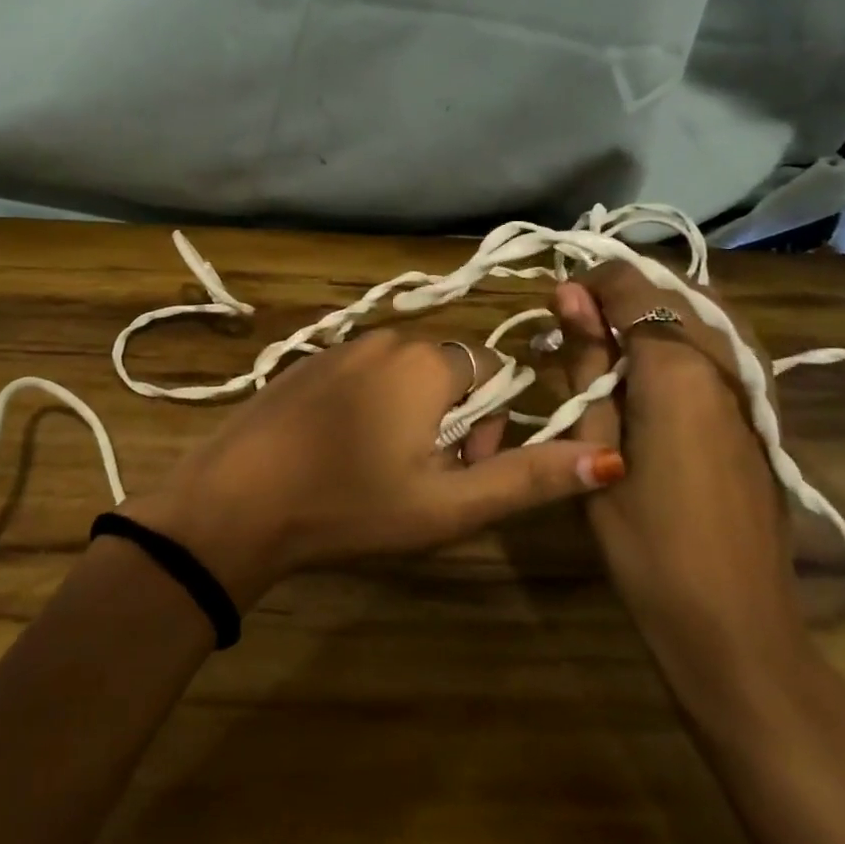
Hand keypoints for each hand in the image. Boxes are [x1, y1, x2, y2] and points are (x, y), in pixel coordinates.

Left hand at [123, 329, 623, 607]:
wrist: (237, 499)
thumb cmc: (351, 504)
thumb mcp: (448, 505)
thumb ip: (528, 479)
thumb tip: (607, 457)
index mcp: (428, 361)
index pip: (493, 374)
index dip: (491, 427)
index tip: (460, 471)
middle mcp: (388, 338)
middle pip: (450, 372)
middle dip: (453, 422)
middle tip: (421, 477)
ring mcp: (341, 346)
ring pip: (405, 375)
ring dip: (412, 417)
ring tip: (380, 469)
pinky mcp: (308, 362)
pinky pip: (364, 375)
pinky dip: (370, 407)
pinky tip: (341, 452)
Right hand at [551, 266, 811, 706]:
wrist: (735, 623)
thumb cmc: (646, 543)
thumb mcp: (595, 448)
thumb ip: (587, 362)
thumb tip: (568, 294)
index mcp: (679, 368)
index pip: (632, 285)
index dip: (589, 284)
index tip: (557, 311)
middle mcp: (726, 361)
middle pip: (673, 288)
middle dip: (621, 292)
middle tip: (578, 328)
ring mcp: (755, 384)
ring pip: (705, 309)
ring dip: (656, 307)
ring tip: (611, 340)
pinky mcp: (764, 409)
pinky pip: (725, 341)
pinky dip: (686, 331)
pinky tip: (655, 364)